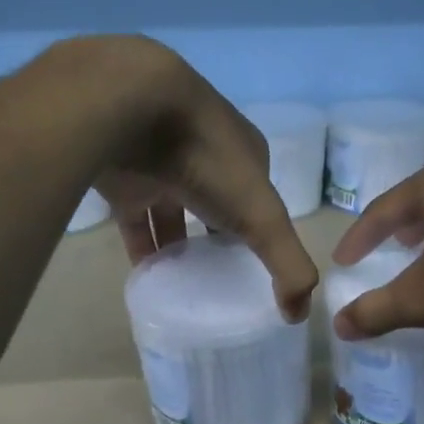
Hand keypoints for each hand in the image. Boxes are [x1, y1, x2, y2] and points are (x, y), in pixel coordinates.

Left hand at [36, 36, 317, 321]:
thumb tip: (300, 314)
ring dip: (177, 245)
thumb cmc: (208, 159)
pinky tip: (146, 276)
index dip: (261, 229)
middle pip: (214, 204)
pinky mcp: (123, 177)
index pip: (259, 196)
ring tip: (183, 286)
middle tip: (217, 280)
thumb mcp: (263, 217)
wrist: (131, 108)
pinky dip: (141, 246)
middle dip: (217, 237)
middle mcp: (204, 155)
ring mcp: (160, 164)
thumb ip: (287, 263)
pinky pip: (134, 219)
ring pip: (172, 211)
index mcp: (244, 154)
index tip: (256, 266)